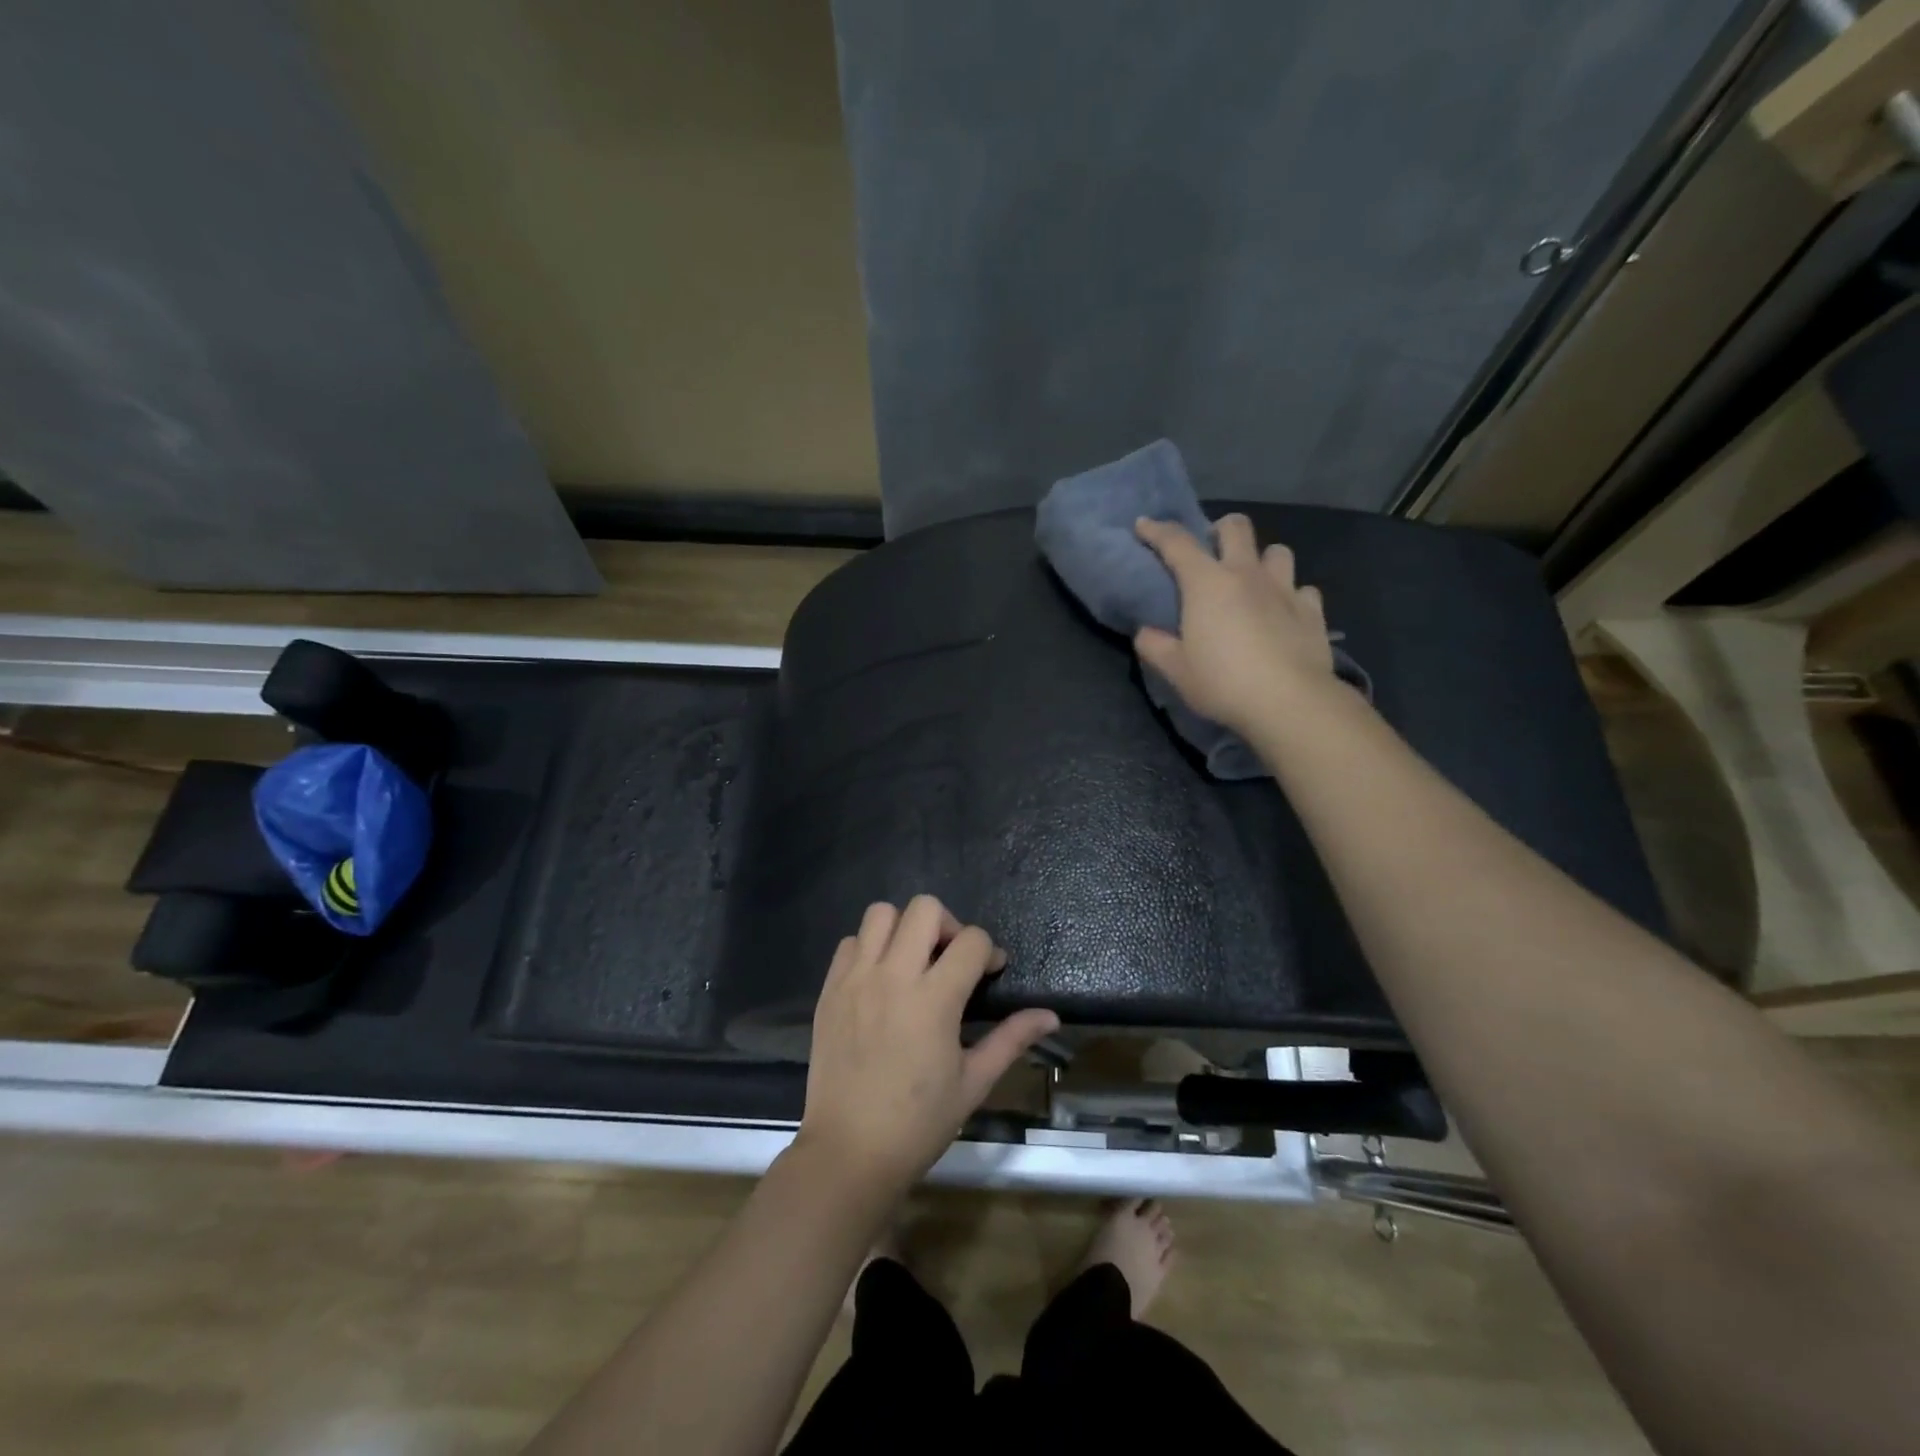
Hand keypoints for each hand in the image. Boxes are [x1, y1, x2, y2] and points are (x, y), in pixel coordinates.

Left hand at [796, 895, 1058, 1193]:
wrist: (849, 1152)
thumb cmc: (918, 1123)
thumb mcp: (973, 1082)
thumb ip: (1011, 1039)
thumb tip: (1050, 1015)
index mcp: (934, 999)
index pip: (971, 940)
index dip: (989, 951)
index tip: (990, 973)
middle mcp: (893, 976)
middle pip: (924, 908)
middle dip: (948, 925)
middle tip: (950, 960)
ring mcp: (856, 979)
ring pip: (881, 914)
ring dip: (904, 928)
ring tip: (913, 962)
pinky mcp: (830, 989)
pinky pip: (850, 942)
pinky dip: (869, 948)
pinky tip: (879, 979)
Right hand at [1133, 513, 1338, 736]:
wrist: (1289, 702)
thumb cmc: (1223, 683)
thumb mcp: (1176, 671)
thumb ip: (1155, 646)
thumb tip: (1145, 632)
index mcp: (1207, 584)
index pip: (1176, 543)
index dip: (1157, 530)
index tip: (1143, 524)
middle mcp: (1247, 574)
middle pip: (1236, 528)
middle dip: (1220, 530)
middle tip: (1211, 550)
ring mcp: (1285, 589)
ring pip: (1277, 551)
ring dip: (1262, 559)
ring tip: (1253, 581)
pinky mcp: (1312, 611)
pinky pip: (1303, 589)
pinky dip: (1292, 595)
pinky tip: (1285, 613)